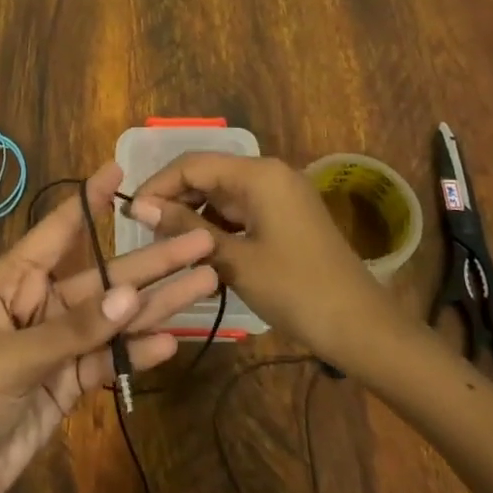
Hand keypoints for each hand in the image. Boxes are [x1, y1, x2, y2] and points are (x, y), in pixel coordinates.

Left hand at [0, 163, 216, 492]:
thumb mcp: (10, 359)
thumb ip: (73, 329)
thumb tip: (132, 295)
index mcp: (10, 283)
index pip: (56, 231)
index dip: (89, 202)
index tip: (122, 171)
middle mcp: (36, 306)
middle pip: (101, 278)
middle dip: (150, 261)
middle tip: (201, 240)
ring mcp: (54, 347)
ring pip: (112, 318)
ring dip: (156, 304)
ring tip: (206, 282)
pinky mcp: (65, 386)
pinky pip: (107, 360)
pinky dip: (136, 352)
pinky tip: (171, 342)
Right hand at [131, 152, 387, 356]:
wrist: (361, 327)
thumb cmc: (296, 290)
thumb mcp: (234, 259)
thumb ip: (186, 228)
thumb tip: (140, 207)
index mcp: (258, 174)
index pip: (192, 164)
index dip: (157, 186)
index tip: (130, 216)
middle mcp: (269, 174)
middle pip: (207, 175)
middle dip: (174, 201)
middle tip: (147, 236)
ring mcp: (280, 195)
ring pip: (222, 195)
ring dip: (194, 216)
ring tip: (168, 248)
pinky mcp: (286, 217)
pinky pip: (241, 211)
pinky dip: (217, 227)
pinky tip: (200, 254)